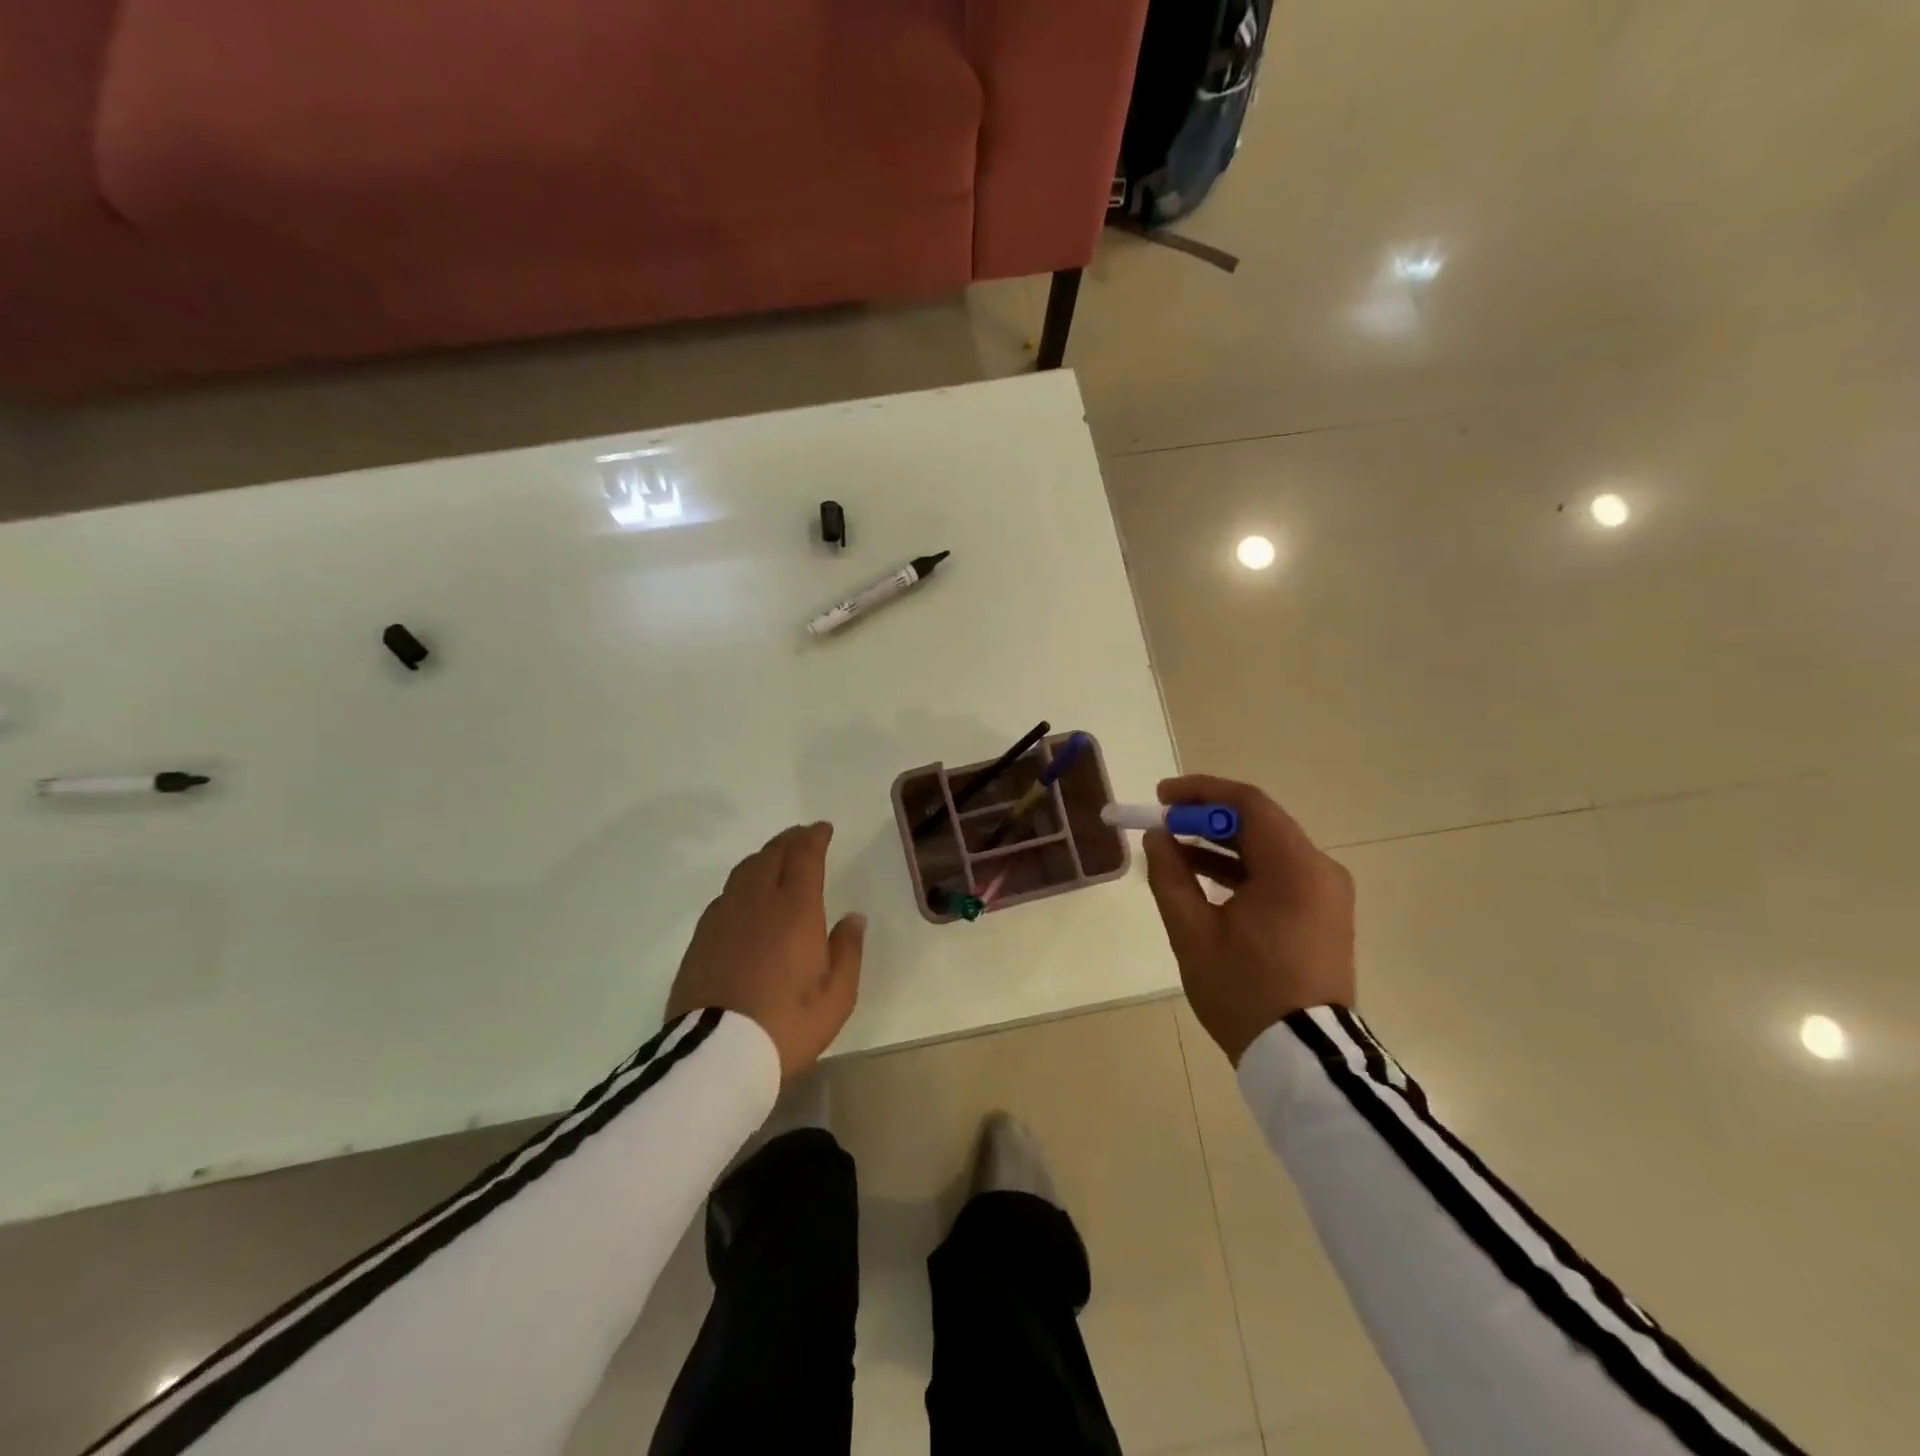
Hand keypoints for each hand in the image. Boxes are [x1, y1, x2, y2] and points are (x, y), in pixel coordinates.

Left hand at [665, 822, 865, 1083]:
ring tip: (775, 861)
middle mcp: (757, 902)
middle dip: (789, 840)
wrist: (716, 1056)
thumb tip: (853, 918)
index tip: (823, 829)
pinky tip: (746, 899)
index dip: (814, 837)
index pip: (804, 856)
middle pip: (771, 855)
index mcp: (795, 909)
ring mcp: (723, 918)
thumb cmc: (787, 1025)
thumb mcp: (837, 996)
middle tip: (802, 837)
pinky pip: (725, 896)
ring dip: (763, 858)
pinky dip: (742, 885)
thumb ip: (848, 951)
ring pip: (743, 871)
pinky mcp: (700, 939)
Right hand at [1143, 775, 1355, 1064]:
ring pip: (1268, 849)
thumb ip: (1170, 875)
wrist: (1304, 1059)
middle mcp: (1320, 871)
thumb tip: (1157, 836)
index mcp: (1294, 868)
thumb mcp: (1193, 933)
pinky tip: (1203, 880)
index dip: (1201, 792)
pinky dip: (1241, 869)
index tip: (1161, 797)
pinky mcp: (1323, 915)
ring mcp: (1326, 895)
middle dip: (1207, 817)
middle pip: (1259, 823)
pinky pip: (1279, 875)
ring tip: (1173, 849)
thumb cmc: (1244, 991)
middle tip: (1162, 822)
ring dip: (1221, 844)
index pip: (1248, 804)